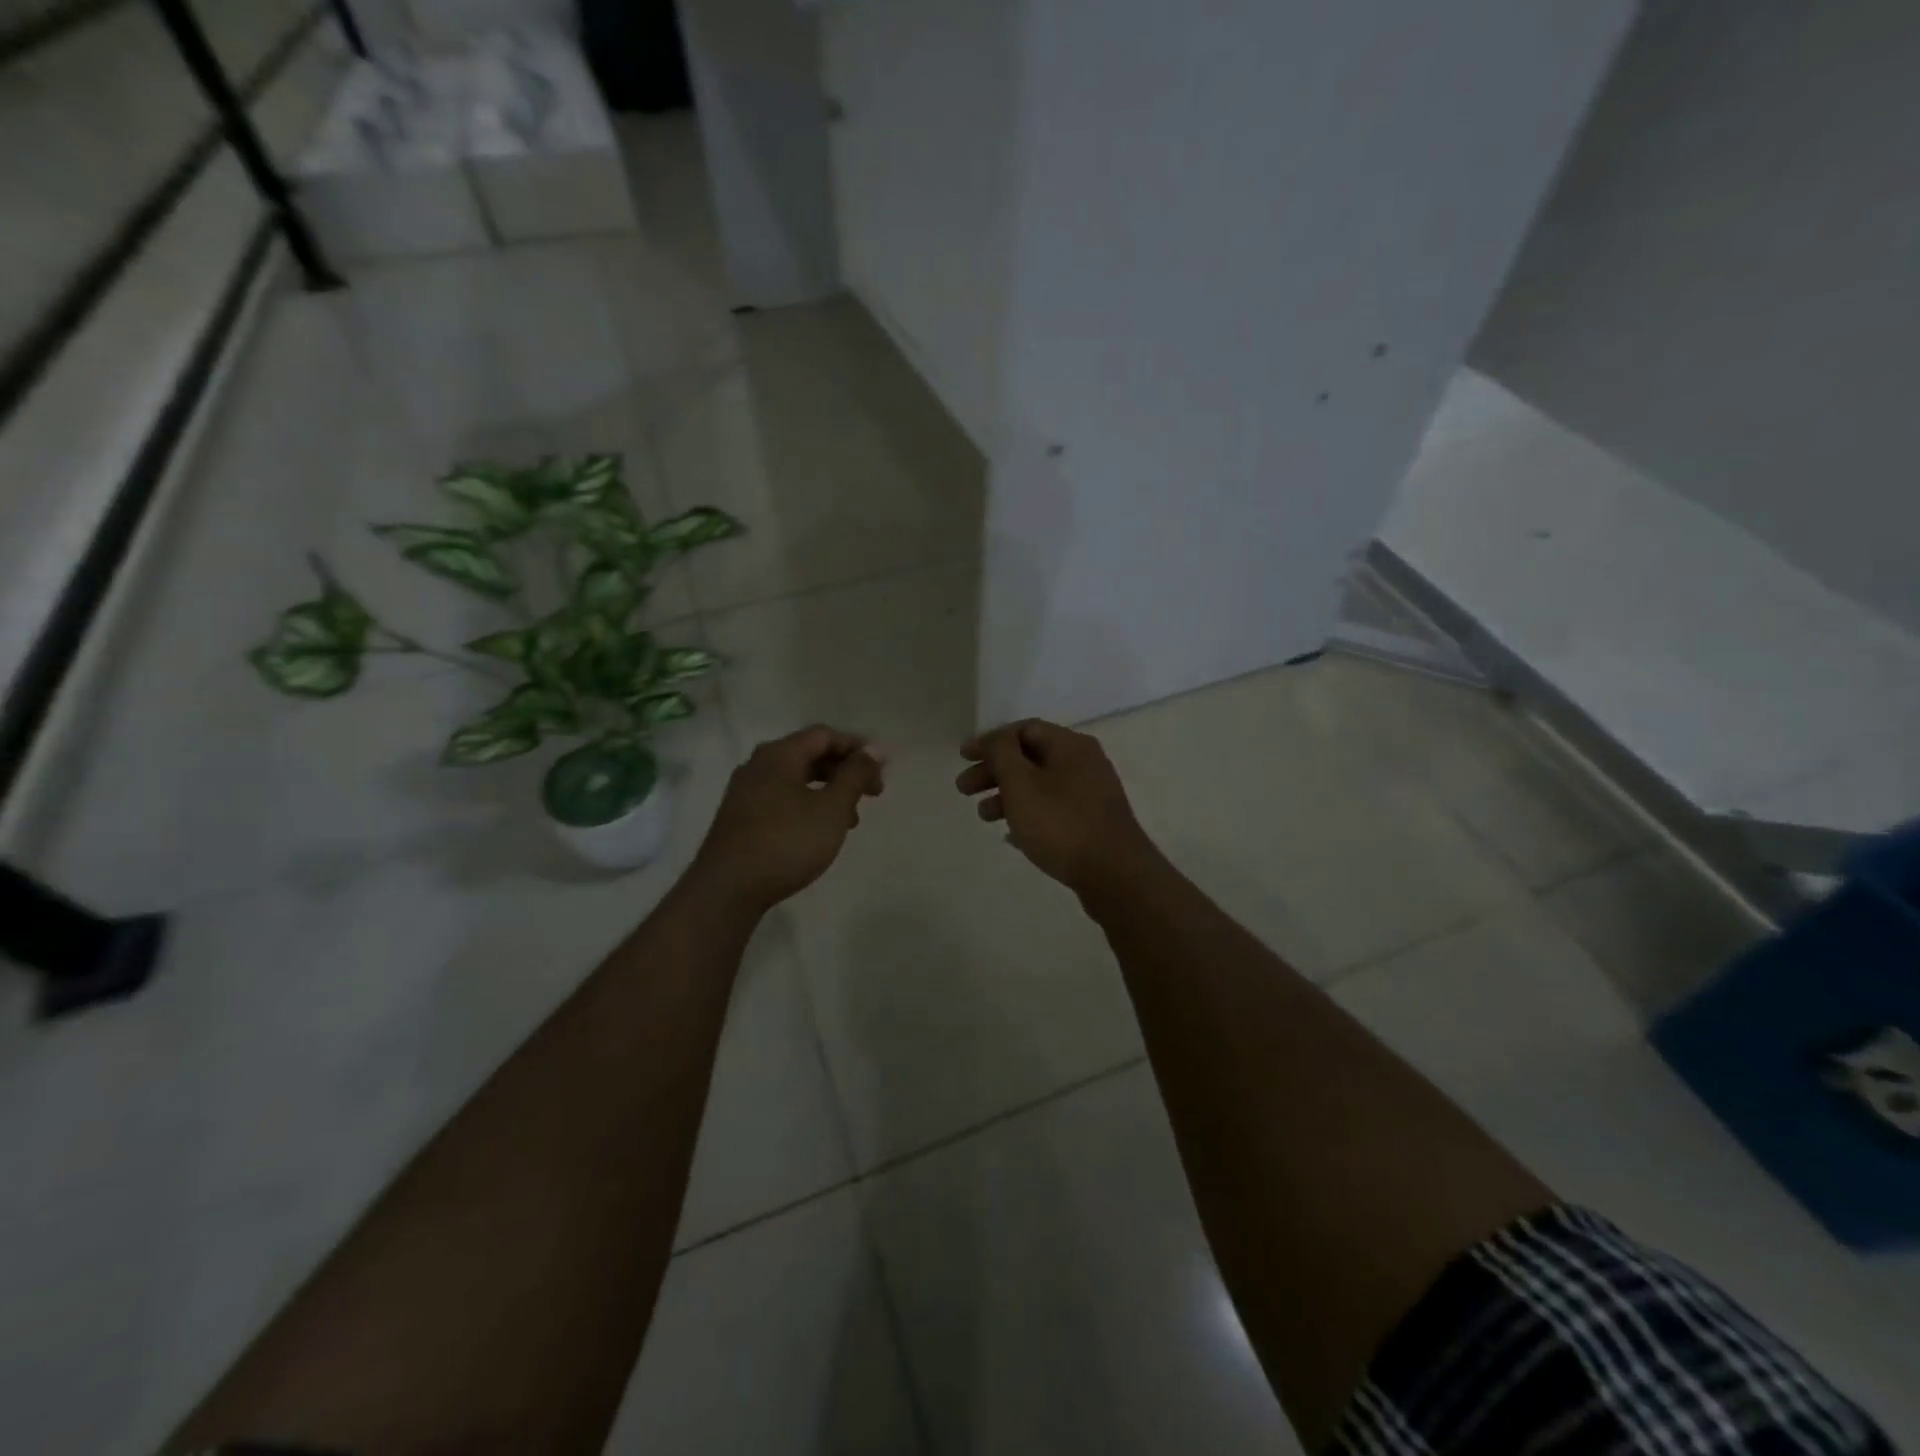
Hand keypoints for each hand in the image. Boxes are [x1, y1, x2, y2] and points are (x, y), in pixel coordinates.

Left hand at [690, 725, 885, 912]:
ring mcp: (745, 792)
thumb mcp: (832, 808)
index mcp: (779, 754)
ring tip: (850, 820)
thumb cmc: (787, 842)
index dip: (856, 747)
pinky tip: (818, 832)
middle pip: (809, 754)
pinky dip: (807, 805)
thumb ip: (855, 776)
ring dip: (828, 791)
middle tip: (872, 794)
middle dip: (844, 771)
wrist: (727, 889)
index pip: (824, 735)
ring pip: (796, 779)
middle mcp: (758, 765)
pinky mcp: (740, 817)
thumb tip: (874, 750)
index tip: (880, 770)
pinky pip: (781, 798)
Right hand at [955, 719, 1158, 894]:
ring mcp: (1092, 794)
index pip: (1024, 729)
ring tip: (984, 816)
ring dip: (1007, 795)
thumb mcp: (1021, 783)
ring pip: (1040, 785)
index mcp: (1071, 745)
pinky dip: (1028, 814)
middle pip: (1030, 757)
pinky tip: (1011, 835)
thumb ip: (1002, 754)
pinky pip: (1052, 809)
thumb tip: (996, 739)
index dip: (990, 741)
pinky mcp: (1093, 822)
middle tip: (963, 789)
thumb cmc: (1061, 823)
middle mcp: (1085, 763)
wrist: (1115, 875)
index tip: (963, 757)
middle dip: (994, 771)